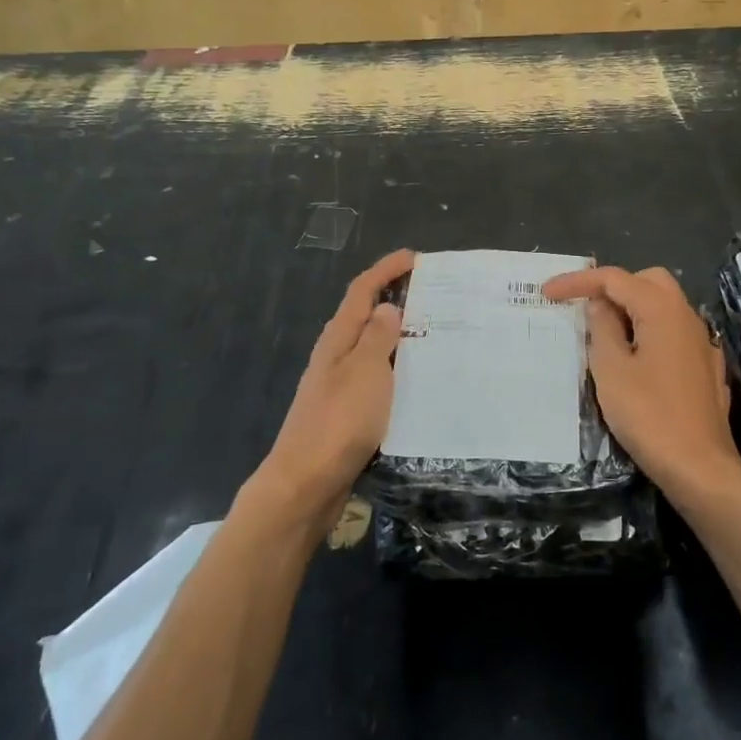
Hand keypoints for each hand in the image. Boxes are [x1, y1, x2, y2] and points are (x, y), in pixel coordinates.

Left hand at [250, 249, 413, 529]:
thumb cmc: (339, 421)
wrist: (306, 483)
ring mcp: (338, 385)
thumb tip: (387, 307)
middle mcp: (335, 355)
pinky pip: (376, 377)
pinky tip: (416, 380)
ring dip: (397, 335)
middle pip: (365, 315)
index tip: (413, 256)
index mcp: (338, 339)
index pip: (362, 291)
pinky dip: (396, 367)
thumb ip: (377, 337)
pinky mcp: (346, 411)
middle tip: (433, 294)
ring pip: (371, 347)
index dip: (385, 270)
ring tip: (434, 332)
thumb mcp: (364, 371)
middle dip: (394, 298)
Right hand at [542, 266, 740, 506]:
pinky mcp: (706, 368)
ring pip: (663, 307)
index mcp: (662, 309)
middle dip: (613, 288)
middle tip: (585, 310)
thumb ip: (602, 328)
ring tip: (604, 336)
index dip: (578, 282)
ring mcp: (702, 342)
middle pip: (647, 282)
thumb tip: (599, 304)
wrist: (700, 467)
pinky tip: (636, 361)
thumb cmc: (649, 415)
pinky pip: (673, 333)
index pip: (615, 279)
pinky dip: (649, 333)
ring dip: (632, 310)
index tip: (547, 293)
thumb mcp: (611, 369)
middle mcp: (687, 316)